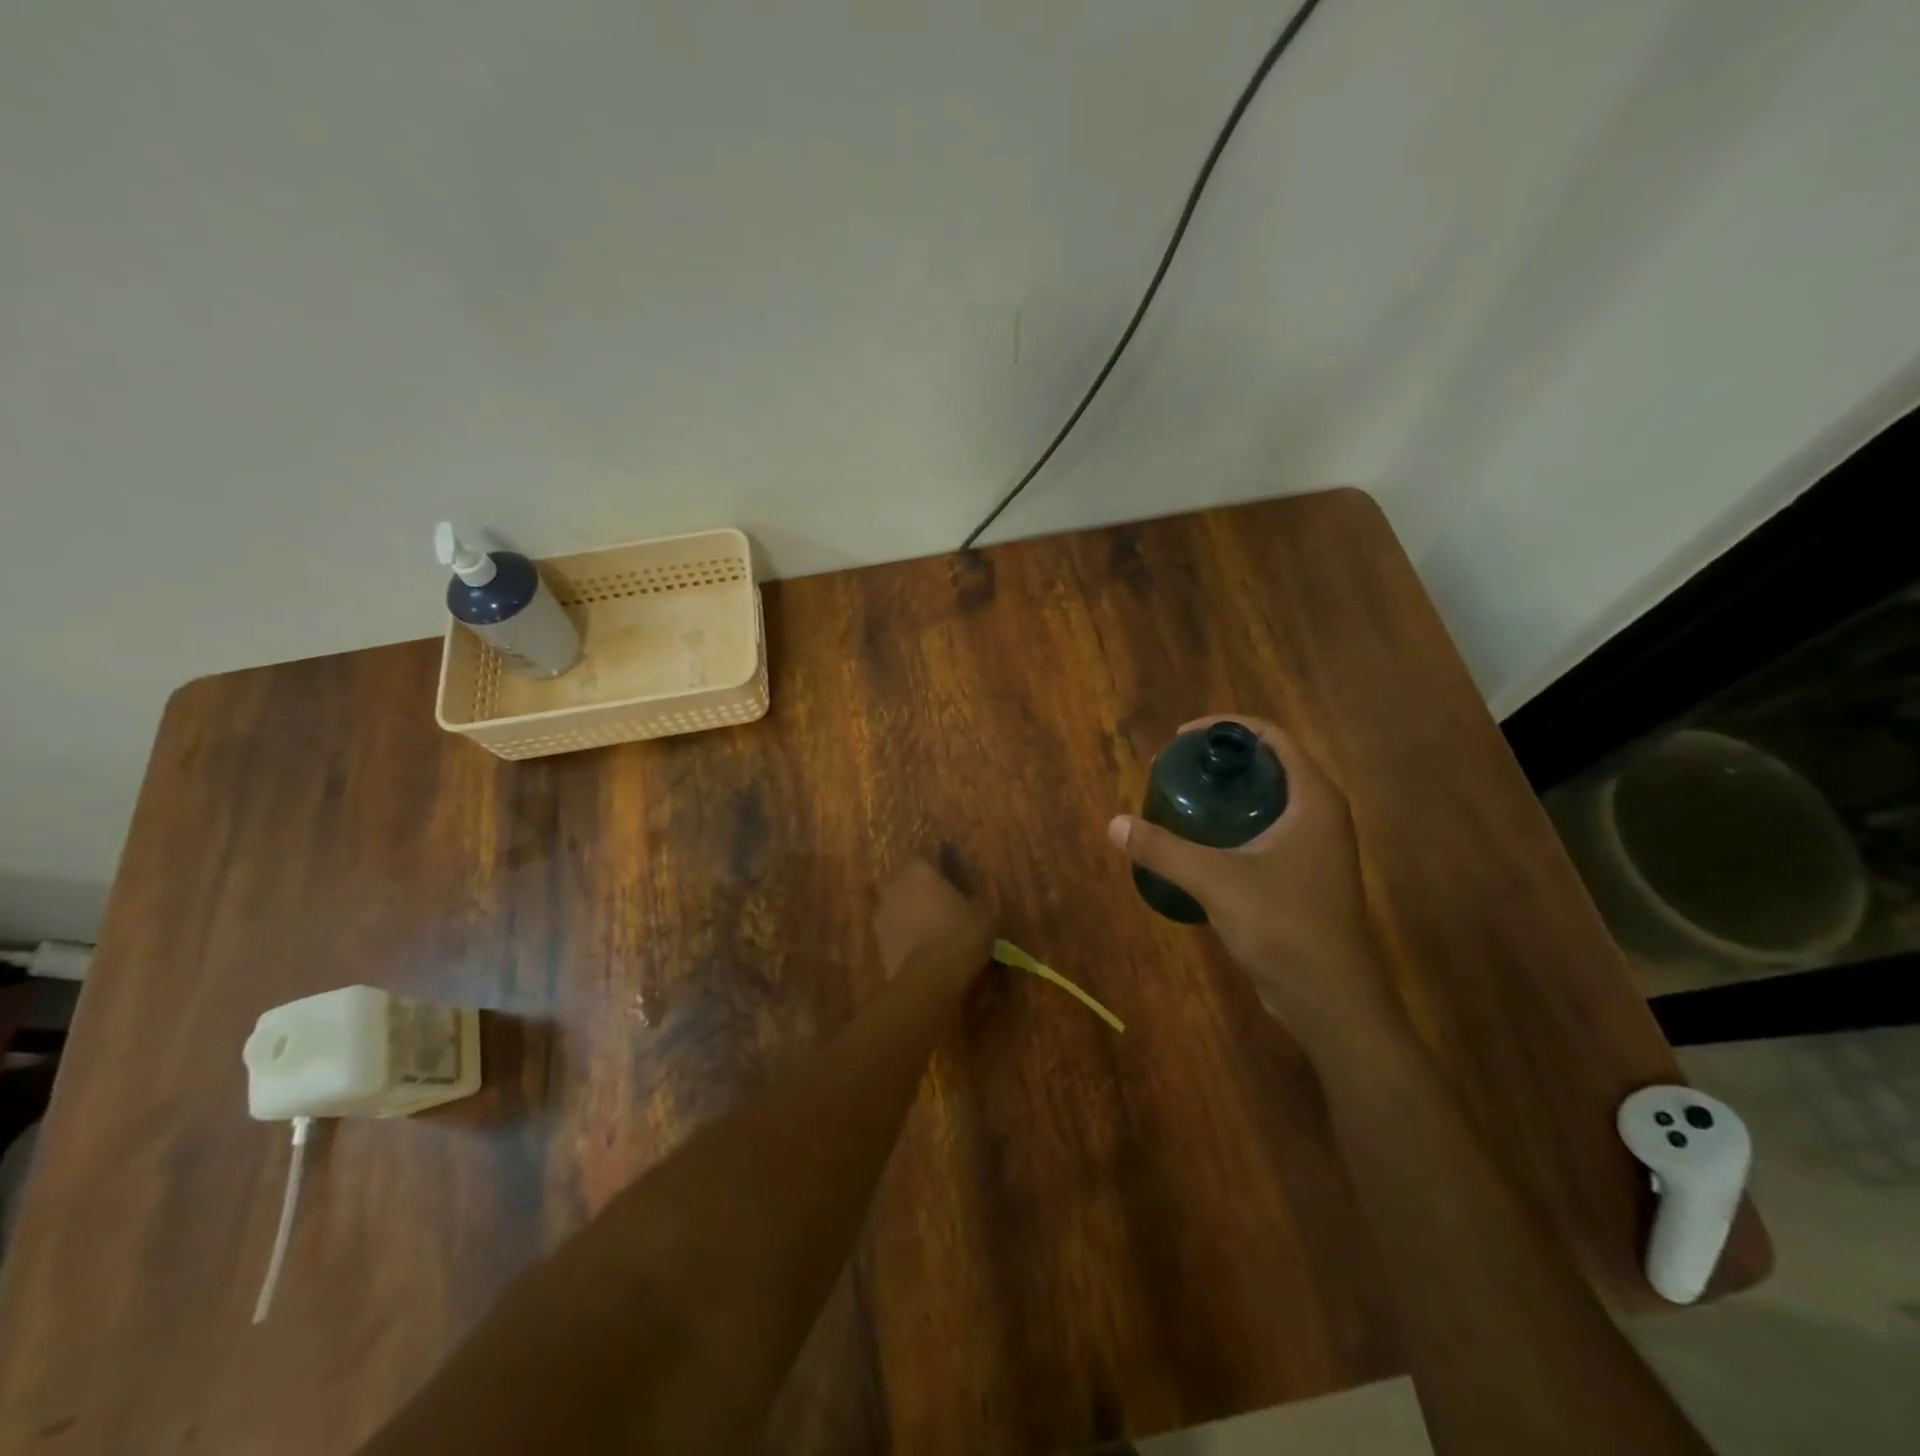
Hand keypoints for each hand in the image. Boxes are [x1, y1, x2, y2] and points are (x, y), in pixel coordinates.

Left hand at [872, 858, 992, 984]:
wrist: (930, 976)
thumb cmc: (960, 932)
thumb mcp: (981, 912)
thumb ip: (969, 899)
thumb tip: (968, 898)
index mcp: (918, 869)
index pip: (922, 861)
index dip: (935, 873)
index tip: (948, 886)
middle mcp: (893, 886)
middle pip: (900, 882)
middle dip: (914, 891)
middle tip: (935, 907)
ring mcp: (880, 915)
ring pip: (893, 908)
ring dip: (905, 916)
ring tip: (927, 933)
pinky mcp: (875, 944)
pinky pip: (891, 934)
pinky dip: (901, 939)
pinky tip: (919, 952)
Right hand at [1108, 715, 1401, 1054]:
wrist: (1329, 998)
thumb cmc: (1283, 926)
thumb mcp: (1216, 882)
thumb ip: (1164, 850)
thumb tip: (1115, 824)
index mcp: (1313, 799)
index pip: (1273, 738)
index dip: (1226, 728)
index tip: (1182, 739)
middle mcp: (1320, 814)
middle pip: (1270, 765)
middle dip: (1222, 760)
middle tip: (1176, 769)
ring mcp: (1316, 847)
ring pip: (1268, 799)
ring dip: (1227, 792)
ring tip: (1182, 799)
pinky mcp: (1306, 874)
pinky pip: (1267, 829)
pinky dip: (1234, 823)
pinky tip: (1201, 842)